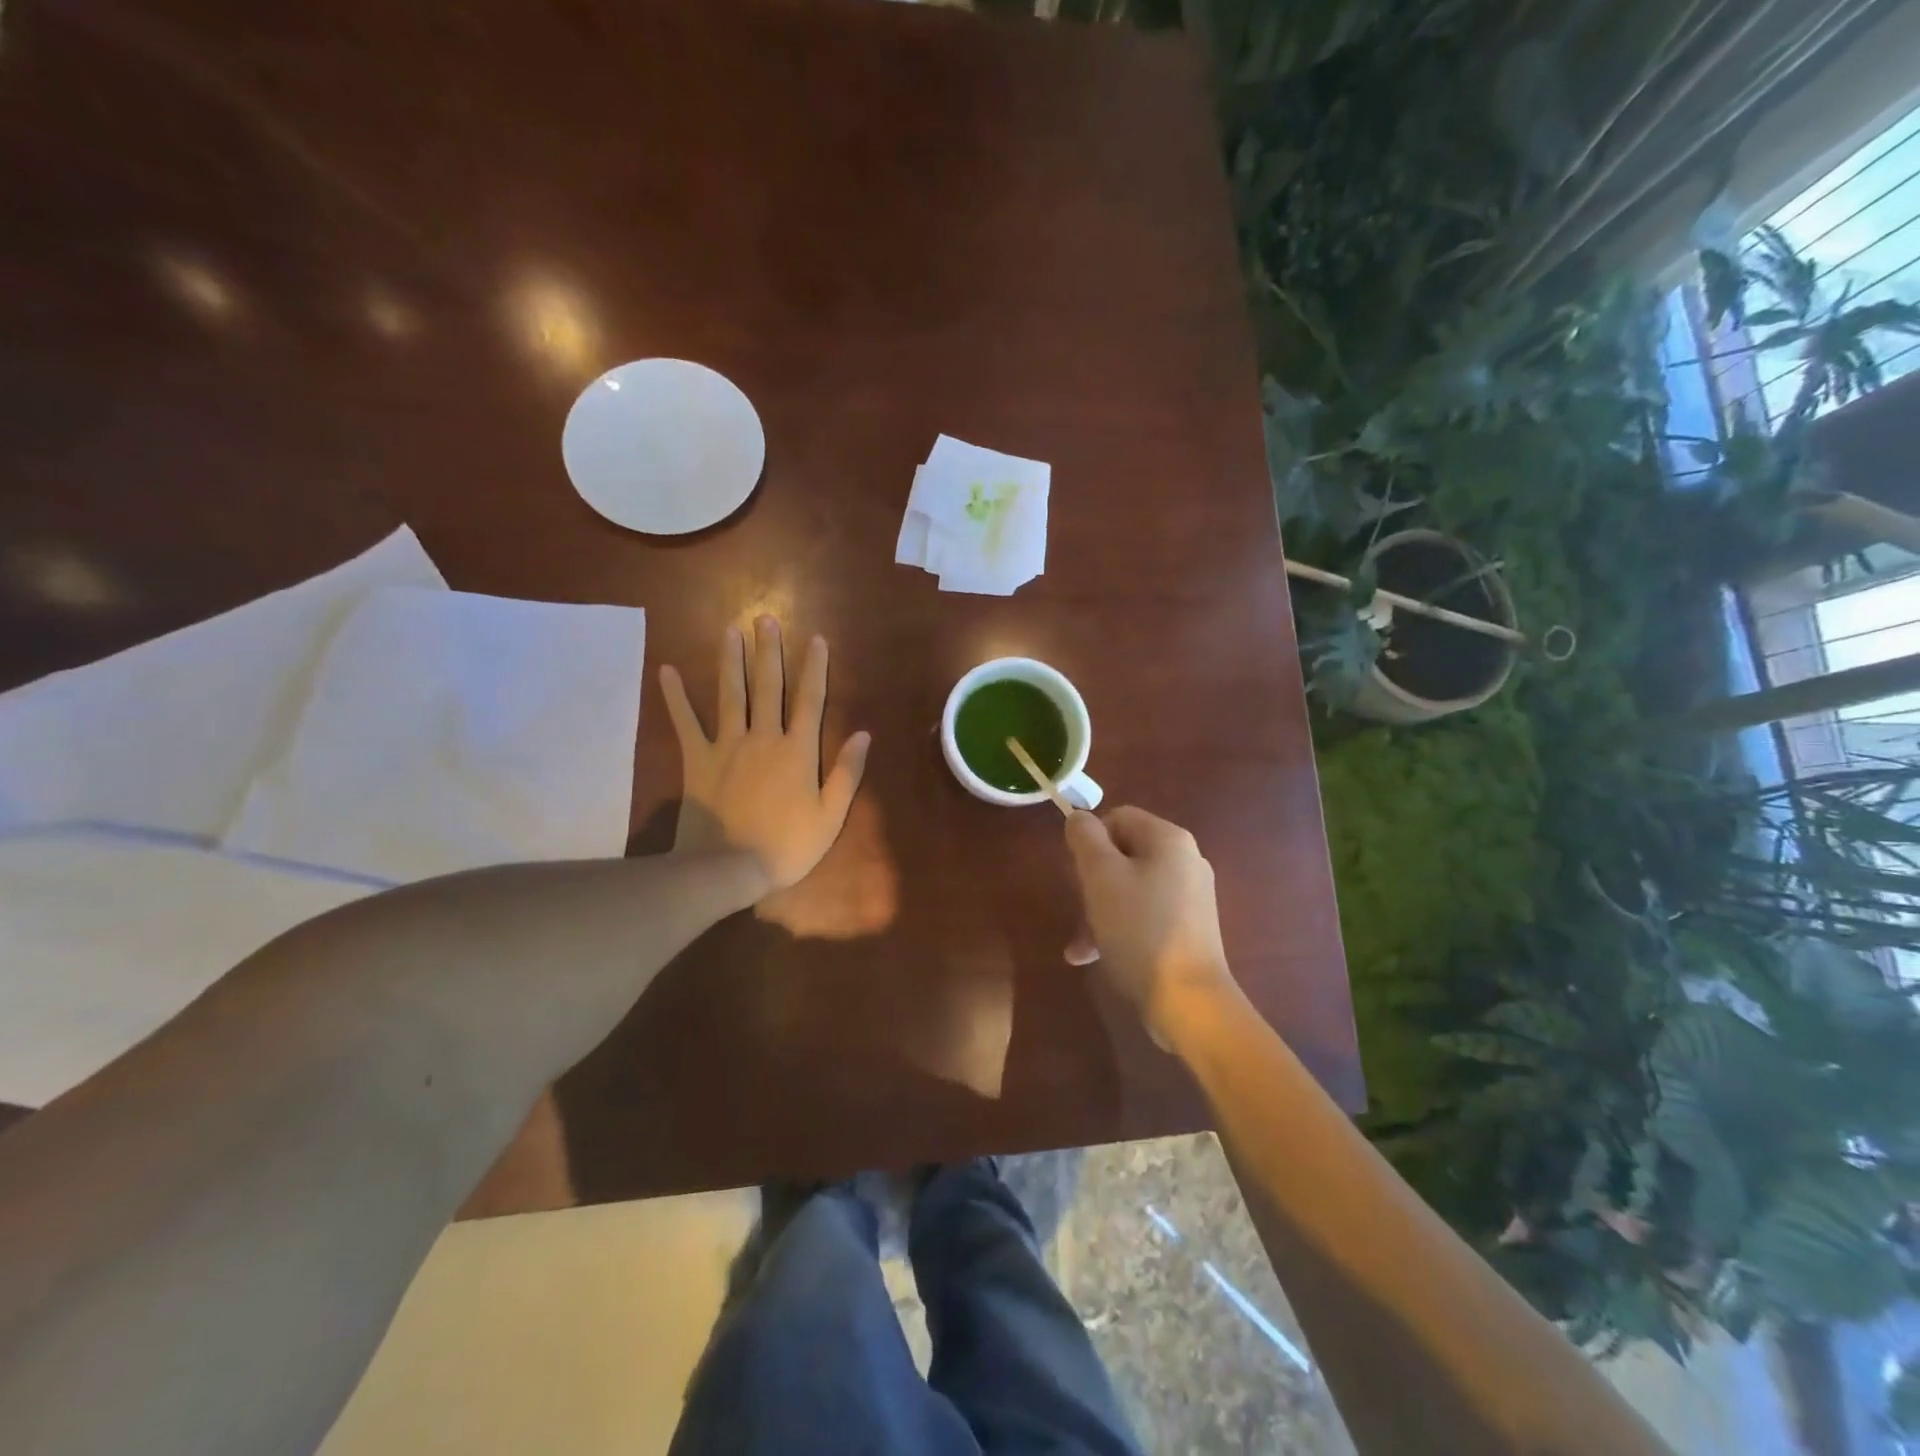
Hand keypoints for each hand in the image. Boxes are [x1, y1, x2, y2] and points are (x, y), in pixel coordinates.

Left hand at [659, 617, 870, 894]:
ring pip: (730, 694)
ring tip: (730, 630)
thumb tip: (863, 734)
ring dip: (730, 660)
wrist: (727, 867)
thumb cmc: (787, 845)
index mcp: (797, 750)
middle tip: (765, 619)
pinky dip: (675, 697)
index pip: (810, 700)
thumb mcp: (831, 815)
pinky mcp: (697, 760)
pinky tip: (666, 670)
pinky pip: (685, 723)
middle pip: (767, 686)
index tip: (816, 639)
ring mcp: (727, 745)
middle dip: (769, 651)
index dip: (815, 668)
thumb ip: (847, 772)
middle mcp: (763, 737)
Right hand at [1064, 807, 1232, 1040]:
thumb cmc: (1139, 929)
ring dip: (1099, 911)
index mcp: (1169, 839)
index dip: (1090, 841)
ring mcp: (1190, 897)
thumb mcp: (1101, 876)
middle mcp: (1185, 861)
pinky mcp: (1189, 929)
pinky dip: (1119, 928)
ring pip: (1130, 888)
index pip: (1118, 817)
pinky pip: (1144, 915)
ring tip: (1081, 946)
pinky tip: (1095, 957)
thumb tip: (1079, 818)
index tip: (1078, 875)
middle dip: (1092, 881)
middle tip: (1079, 910)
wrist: (1187, 1000)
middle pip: (1123, 854)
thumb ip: (1085, 838)